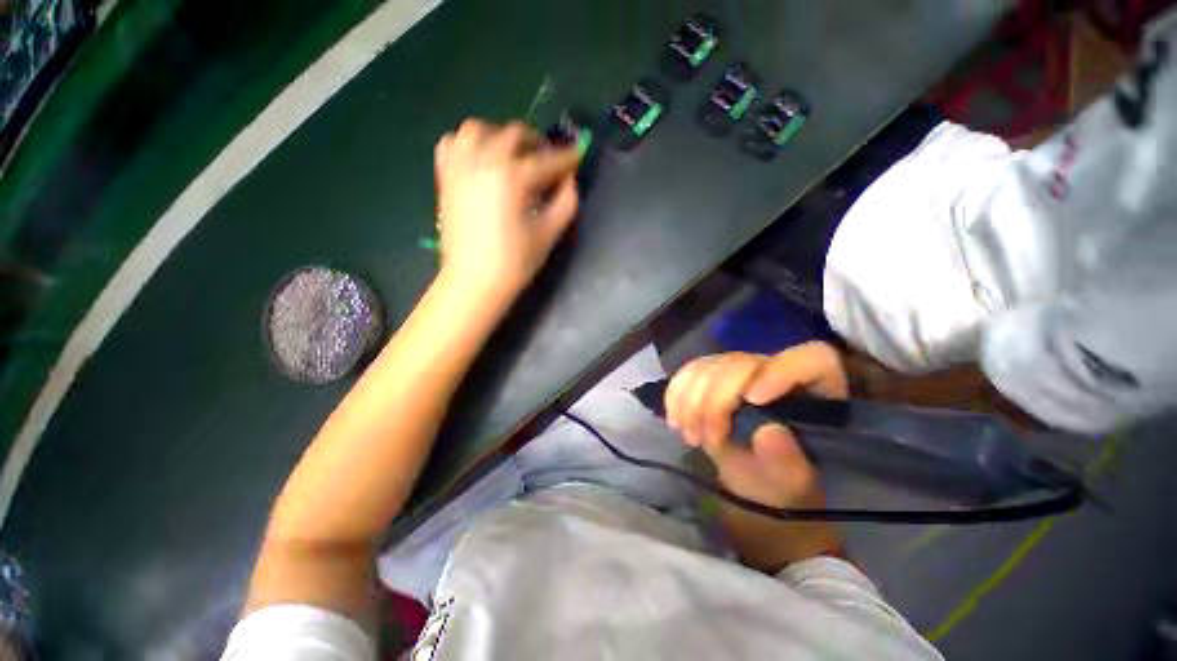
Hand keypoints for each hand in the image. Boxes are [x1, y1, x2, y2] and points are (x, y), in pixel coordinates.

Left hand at [434, 119, 580, 300]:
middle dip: (537, 144)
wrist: (474, 281)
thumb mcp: (549, 233)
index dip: (567, 157)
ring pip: (479, 129)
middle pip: (514, 134)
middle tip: (548, 162)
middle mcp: (484, 160)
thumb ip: (566, 201)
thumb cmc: (515, 261)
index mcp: (513, 177)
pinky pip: (453, 143)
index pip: (547, 159)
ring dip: (501, 136)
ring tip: (513, 155)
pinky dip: (469, 144)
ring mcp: (460, 166)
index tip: (578, 155)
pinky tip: (481, 159)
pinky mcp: (445, 177)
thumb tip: (570, 180)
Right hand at [664, 342, 847, 508]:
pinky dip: (677, 393)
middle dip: (716, 400)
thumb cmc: (781, 486)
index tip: (752, 399)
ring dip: (690, 399)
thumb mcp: (791, 485)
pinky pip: (689, 371)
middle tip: (706, 440)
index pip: (811, 360)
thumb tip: (768, 431)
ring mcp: (742, 370)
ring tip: (689, 435)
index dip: (780, 371)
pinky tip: (674, 418)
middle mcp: (777, 370)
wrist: (754, 484)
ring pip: (710, 364)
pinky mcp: (713, 375)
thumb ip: (788, 462)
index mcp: (817, 391)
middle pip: (743, 363)